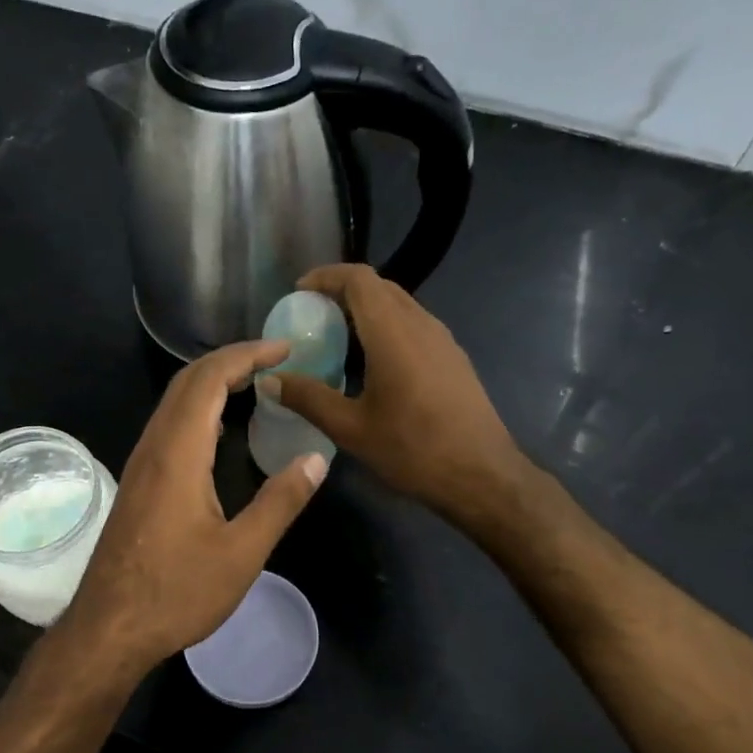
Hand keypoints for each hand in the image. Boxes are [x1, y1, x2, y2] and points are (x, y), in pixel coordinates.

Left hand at [64, 340, 326, 671]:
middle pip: (187, 382)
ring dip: (212, 383)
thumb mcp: (241, 553)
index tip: (285, 348)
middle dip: (231, 360)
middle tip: (276, 360)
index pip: (209, 379)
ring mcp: (140, 465)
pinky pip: (168, 426)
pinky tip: (221, 432)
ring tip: (256, 385)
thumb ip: (280, 502)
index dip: (247, 354)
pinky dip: (199, 410)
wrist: (109, 628)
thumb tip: (316, 459)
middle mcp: (153, 448)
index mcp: (178, 454)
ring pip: (174, 403)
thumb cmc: (176, 593)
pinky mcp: (138, 483)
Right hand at [271, 263, 524, 527]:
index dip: (327, 276)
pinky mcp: (453, 358)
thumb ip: (308, 398)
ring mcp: (443, 340)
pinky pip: (414, 325)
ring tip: (337, 337)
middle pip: (380, 287)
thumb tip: (269, 379)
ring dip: (366, 309)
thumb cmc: (413, 450)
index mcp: (393, 333)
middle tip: (312, 314)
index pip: (359, 279)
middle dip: (343, 291)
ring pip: (400, 305)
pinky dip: (386, 327)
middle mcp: (421, 325)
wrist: (482, 475)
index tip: (299, 291)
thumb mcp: (351, 428)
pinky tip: (372, 363)